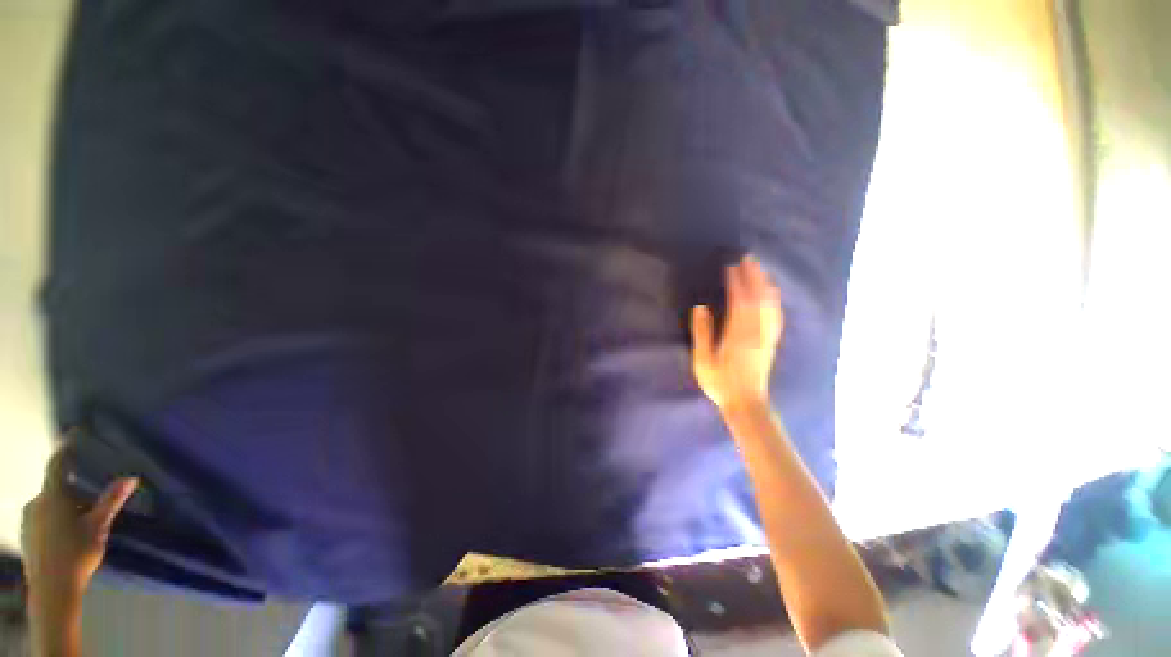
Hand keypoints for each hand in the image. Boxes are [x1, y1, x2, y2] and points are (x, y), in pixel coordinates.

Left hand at [21, 442, 137, 601]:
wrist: (52, 590)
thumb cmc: (76, 553)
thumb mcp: (98, 527)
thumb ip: (110, 501)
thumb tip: (130, 477)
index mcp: (53, 496)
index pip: (58, 464)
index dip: (65, 448)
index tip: (73, 434)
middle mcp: (36, 502)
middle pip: (55, 489)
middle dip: (71, 493)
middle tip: (89, 505)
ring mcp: (28, 520)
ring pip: (48, 507)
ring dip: (63, 509)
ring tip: (80, 526)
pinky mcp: (26, 535)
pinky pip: (42, 520)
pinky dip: (55, 522)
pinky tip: (66, 538)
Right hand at [690, 255, 783, 410]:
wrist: (746, 403)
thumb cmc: (720, 382)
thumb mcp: (703, 360)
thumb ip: (702, 333)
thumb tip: (701, 308)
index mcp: (737, 333)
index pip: (739, 300)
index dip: (736, 281)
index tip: (731, 266)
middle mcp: (756, 330)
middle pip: (758, 297)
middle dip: (753, 275)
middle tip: (748, 258)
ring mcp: (766, 335)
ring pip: (769, 303)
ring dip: (765, 283)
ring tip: (759, 269)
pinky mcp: (771, 341)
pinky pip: (776, 314)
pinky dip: (774, 299)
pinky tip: (772, 293)